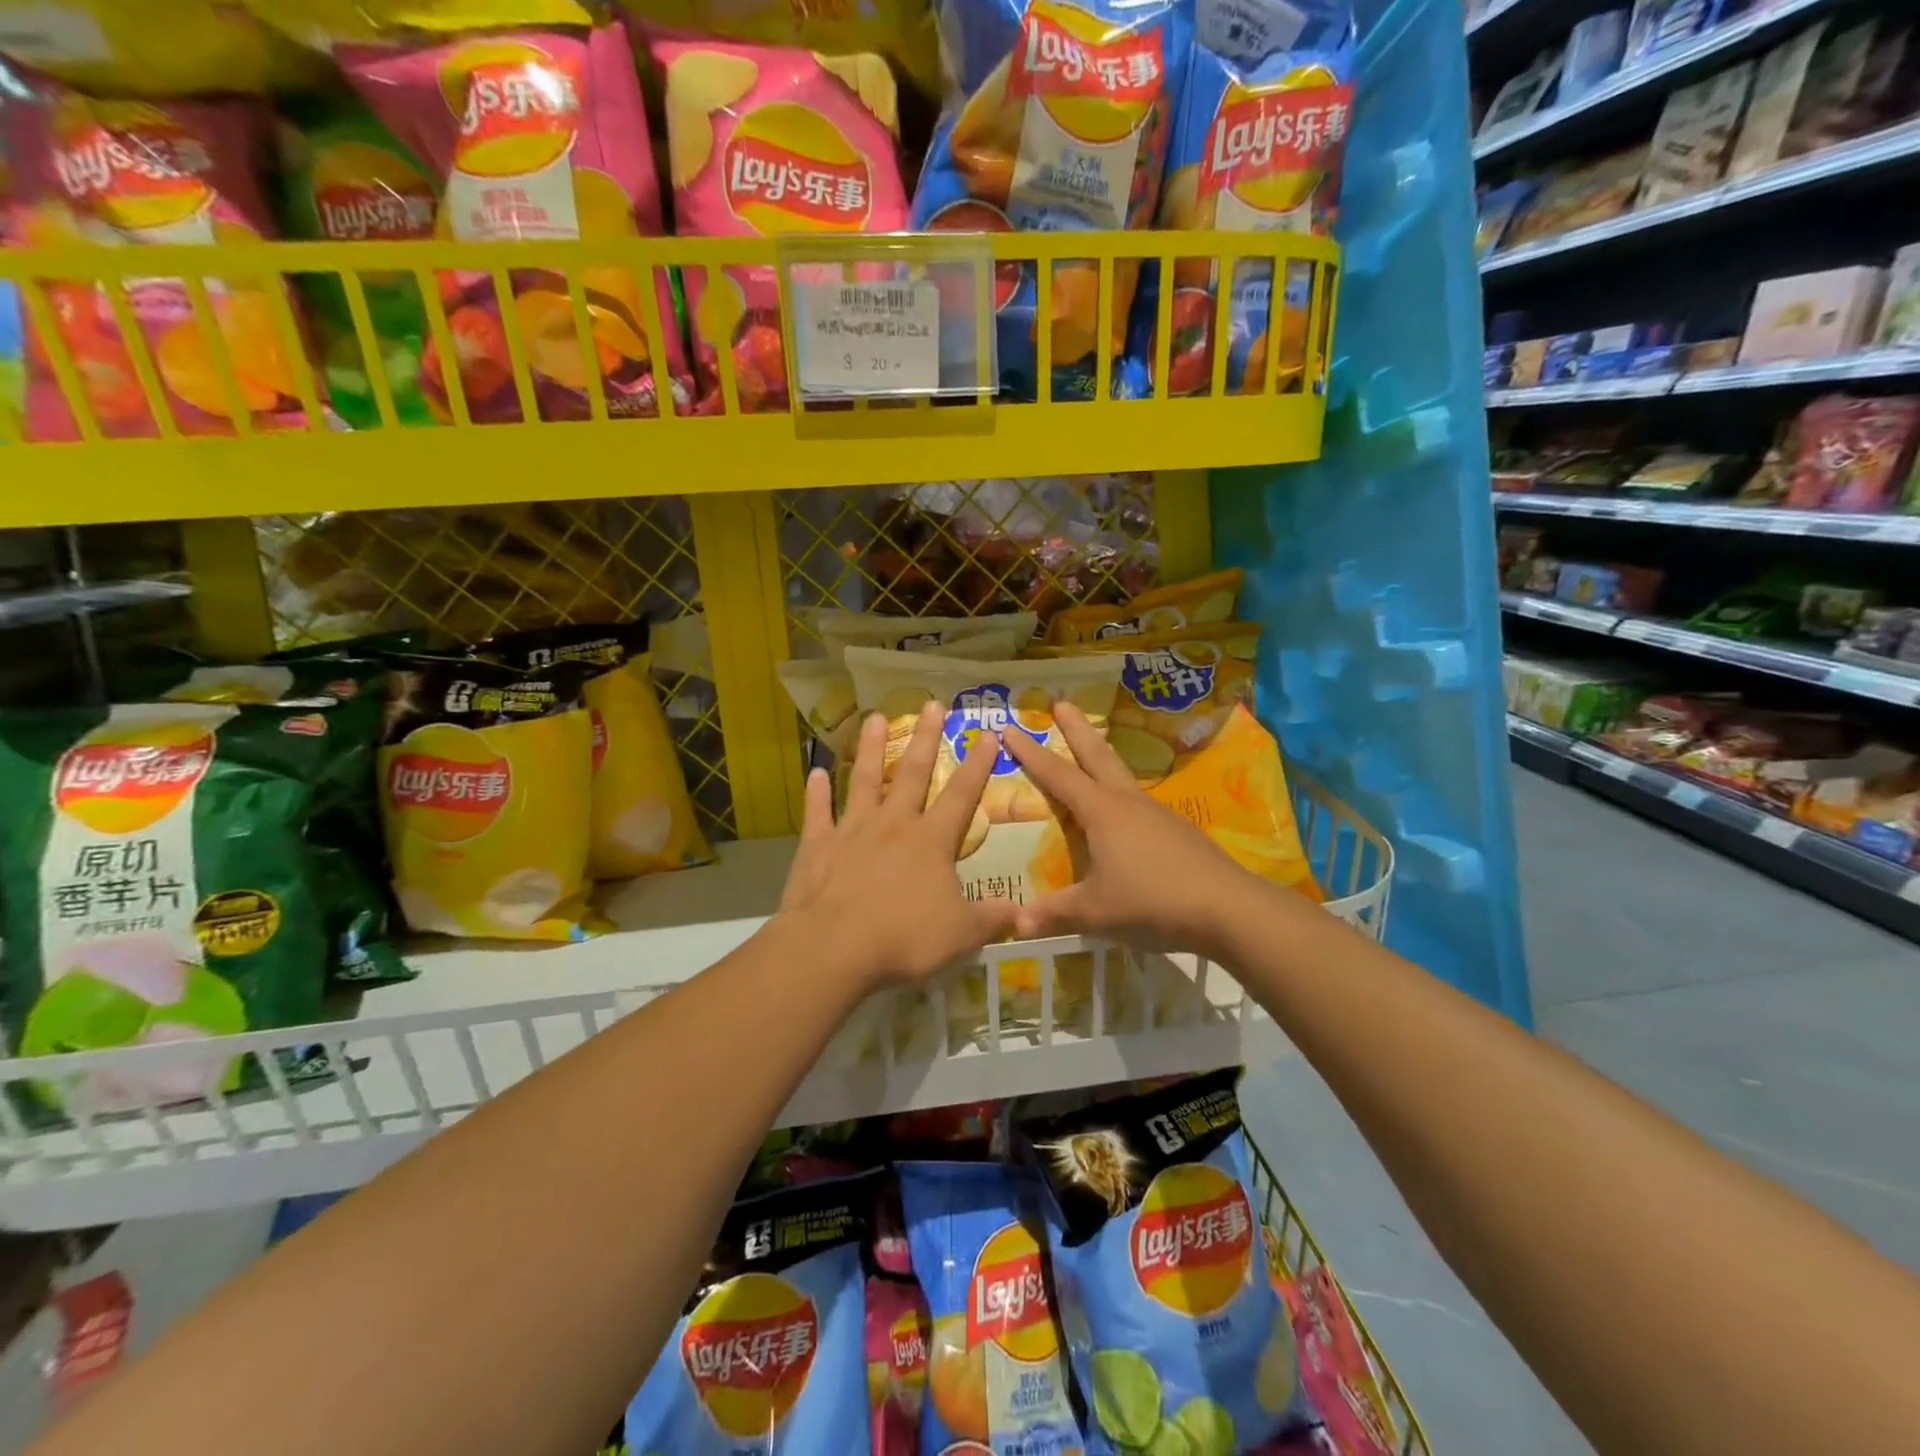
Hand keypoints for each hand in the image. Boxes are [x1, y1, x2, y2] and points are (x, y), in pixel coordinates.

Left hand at [778, 703, 1019, 988]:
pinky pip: (818, 812)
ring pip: (865, 780)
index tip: (988, 733)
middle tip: (932, 704)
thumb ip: (991, 919)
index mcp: (932, 840)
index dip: (978, 764)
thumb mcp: (961, 934)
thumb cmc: (904, 938)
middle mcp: (894, 824)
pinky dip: (817, 792)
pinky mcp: (818, 845)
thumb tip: (1023, 913)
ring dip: (871, 748)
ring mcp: (852, 830)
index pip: (962, 795)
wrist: (835, 947)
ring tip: (875, 718)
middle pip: (914, 773)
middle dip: (927, 738)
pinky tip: (816, 772)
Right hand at [1002, 703, 1259, 959]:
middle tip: (1061, 702)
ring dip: (1102, 756)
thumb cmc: (1152, 902)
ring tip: (1092, 749)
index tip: (1009, 728)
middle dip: (1077, 729)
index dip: (1031, 752)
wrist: (1228, 908)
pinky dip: (1121, 791)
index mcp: (1102, 812)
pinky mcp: (1177, 831)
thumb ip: (1054, 914)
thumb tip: (1014, 923)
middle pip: (1098, 755)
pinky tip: (1124, 811)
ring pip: (1122, 774)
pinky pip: (1139, 802)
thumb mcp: (1095, 912)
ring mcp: (1157, 813)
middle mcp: (1128, 802)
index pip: (1058, 774)